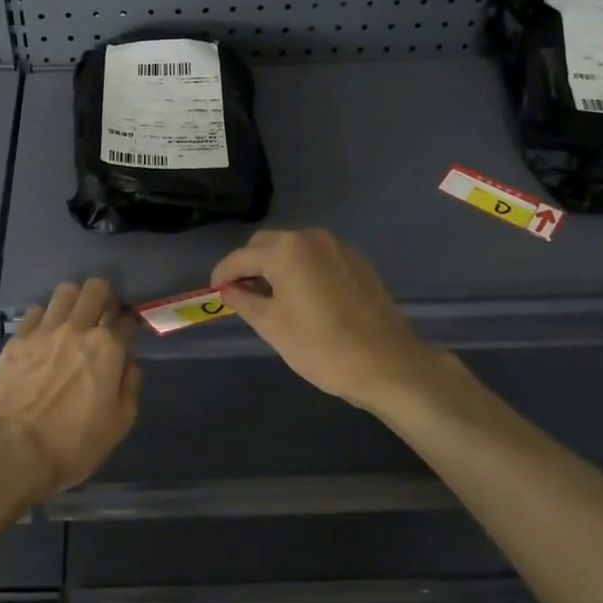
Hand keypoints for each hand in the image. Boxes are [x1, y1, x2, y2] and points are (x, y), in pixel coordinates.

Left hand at [0, 278, 140, 500]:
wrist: (14, 452)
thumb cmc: (73, 444)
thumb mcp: (119, 423)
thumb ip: (130, 384)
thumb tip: (127, 362)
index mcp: (107, 348)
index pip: (126, 320)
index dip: (130, 324)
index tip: (128, 332)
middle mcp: (77, 329)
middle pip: (95, 289)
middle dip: (104, 297)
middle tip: (102, 315)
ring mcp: (44, 331)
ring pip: (65, 292)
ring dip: (75, 300)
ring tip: (73, 318)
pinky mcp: (17, 340)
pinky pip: (35, 312)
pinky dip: (45, 318)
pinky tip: (45, 334)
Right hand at [212, 228, 440, 411]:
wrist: (387, 364)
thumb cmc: (320, 346)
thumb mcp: (271, 326)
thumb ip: (243, 301)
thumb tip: (229, 290)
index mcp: (286, 250)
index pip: (241, 257)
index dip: (223, 274)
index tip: (215, 293)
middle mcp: (311, 238)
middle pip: (267, 245)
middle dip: (250, 267)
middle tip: (242, 296)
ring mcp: (339, 248)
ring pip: (295, 250)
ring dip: (277, 268)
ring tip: (272, 299)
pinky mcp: (358, 263)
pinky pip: (318, 259)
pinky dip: (303, 271)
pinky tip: (304, 299)